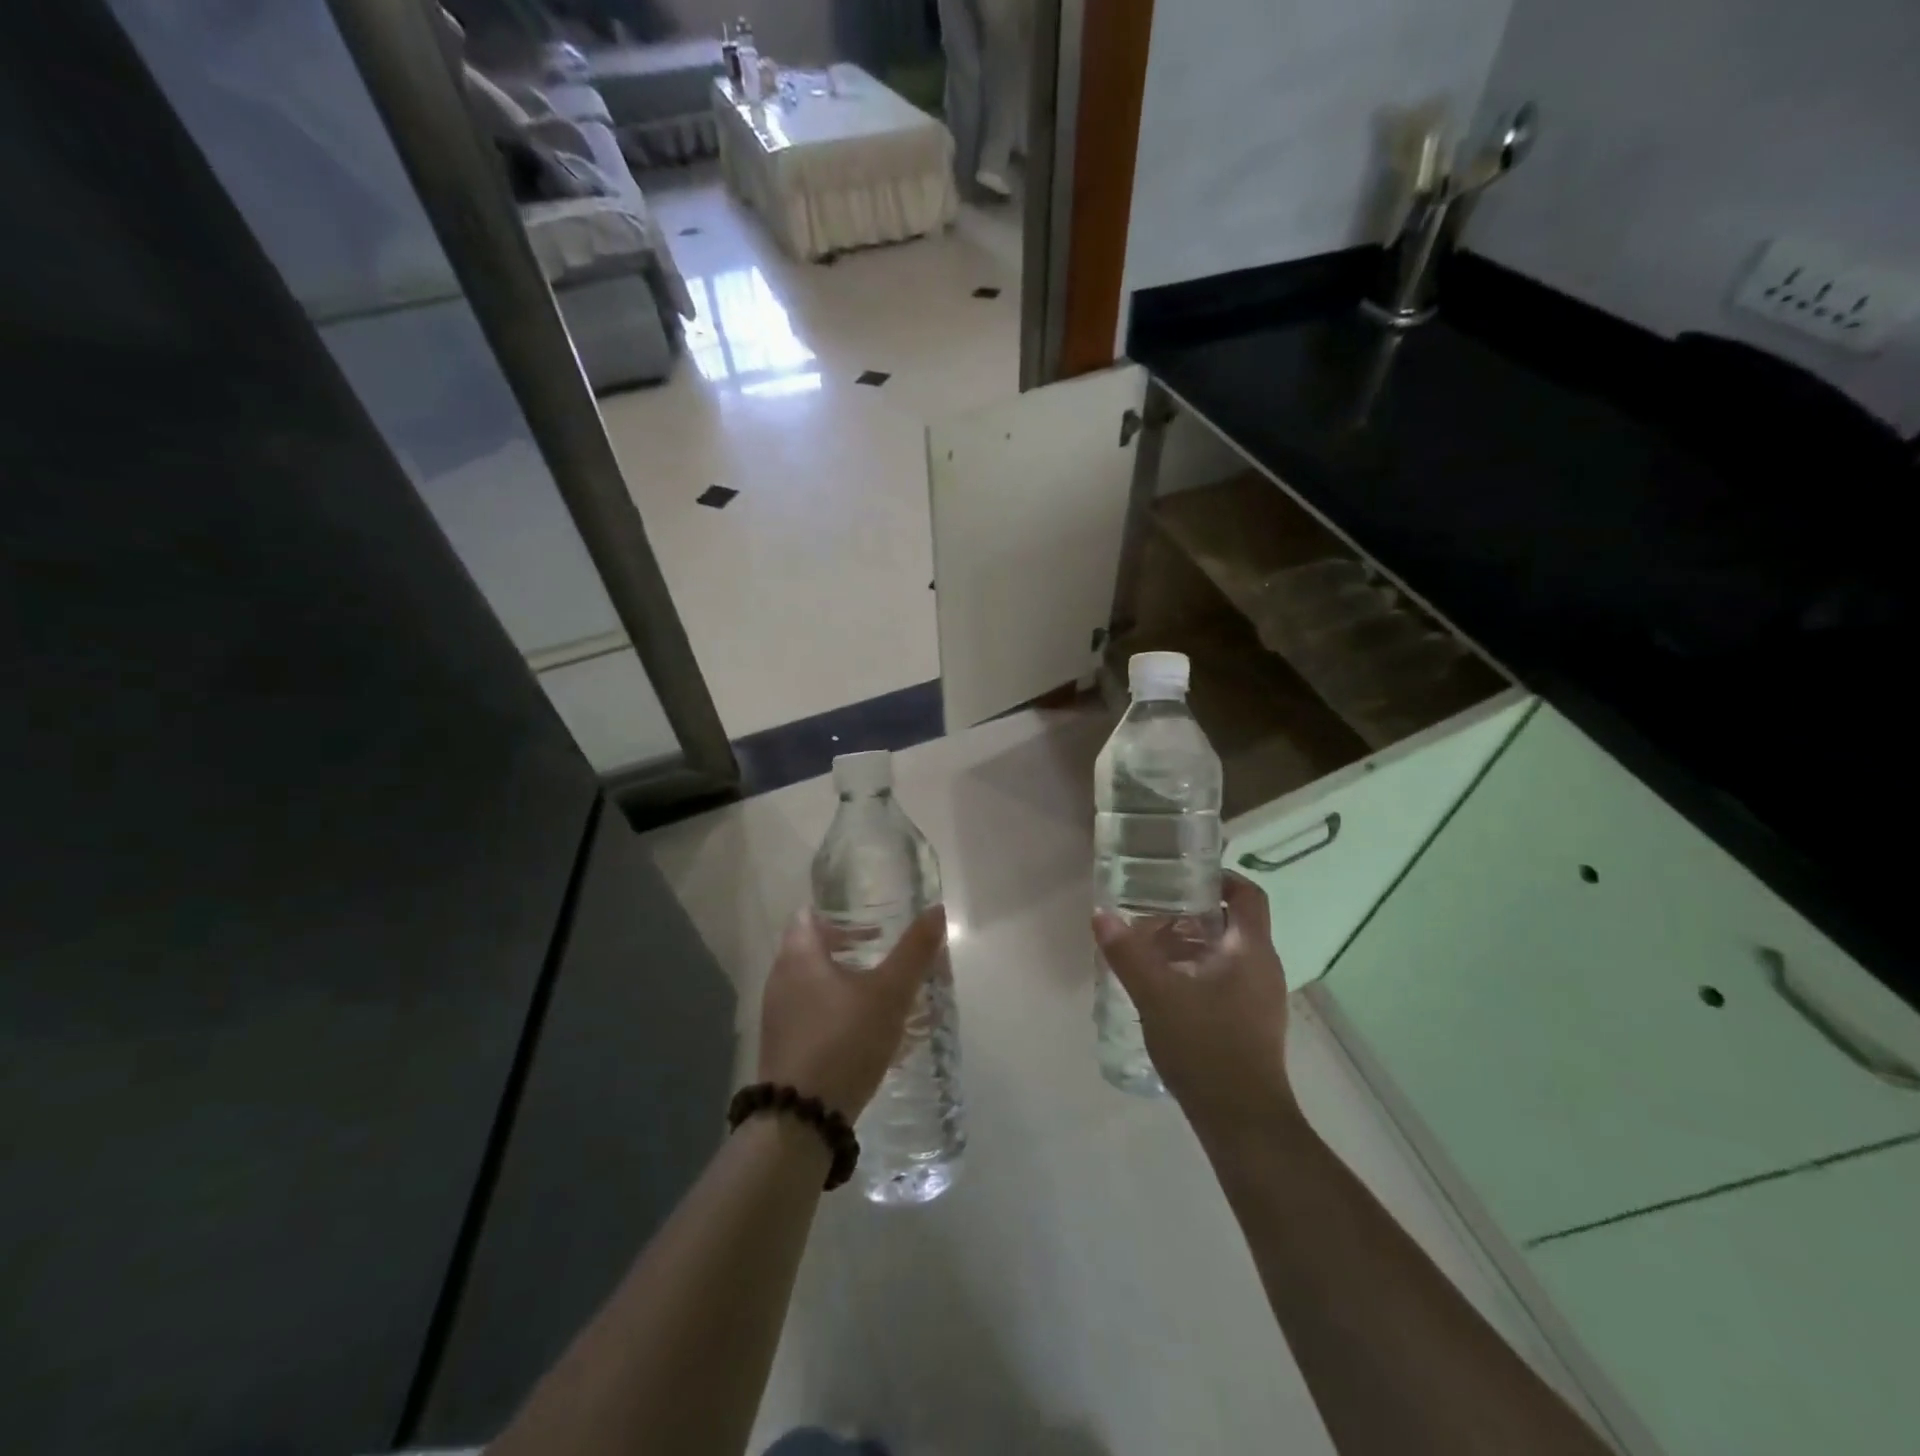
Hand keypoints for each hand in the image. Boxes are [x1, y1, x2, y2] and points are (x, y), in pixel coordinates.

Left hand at [757, 906, 947, 1119]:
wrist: (801, 1120)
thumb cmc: (844, 1041)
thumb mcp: (889, 994)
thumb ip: (914, 951)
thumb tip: (937, 909)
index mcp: (798, 956)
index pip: (808, 915)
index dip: (839, 913)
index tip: (870, 920)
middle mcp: (780, 979)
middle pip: (811, 948)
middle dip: (847, 946)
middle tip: (882, 950)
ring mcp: (778, 1016)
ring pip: (812, 982)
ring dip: (843, 979)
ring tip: (879, 991)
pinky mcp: (783, 1047)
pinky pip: (809, 1013)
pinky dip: (835, 1008)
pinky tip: (864, 1030)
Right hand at [1093, 873, 1296, 1134]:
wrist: (1242, 1122)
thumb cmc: (1205, 1048)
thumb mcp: (1157, 996)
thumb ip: (1127, 954)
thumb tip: (1101, 914)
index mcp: (1251, 951)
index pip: (1248, 894)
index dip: (1221, 877)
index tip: (1182, 875)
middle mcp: (1264, 968)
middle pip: (1234, 922)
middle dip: (1192, 913)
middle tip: (1152, 912)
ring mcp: (1261, 998)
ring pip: (1228, 953)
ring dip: (1192, 944)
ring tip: (1150, 948)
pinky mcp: (1252, 1022)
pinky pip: (1227, 979)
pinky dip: (1198, 970)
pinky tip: (1165, 986)